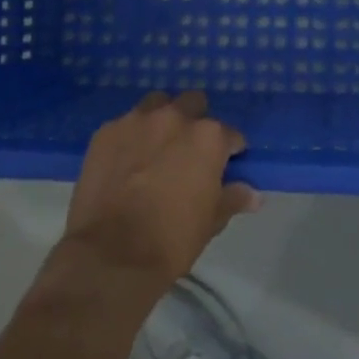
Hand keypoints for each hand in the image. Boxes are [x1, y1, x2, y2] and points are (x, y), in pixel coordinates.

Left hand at [62, 91, 258, 294]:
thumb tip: (253, 195)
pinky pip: (125, 124)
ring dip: (162, 120)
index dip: (229, 151)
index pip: (230, 134)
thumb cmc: (172, 239)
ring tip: (156, 148)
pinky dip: (131, 137)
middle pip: (193, 104)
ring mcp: (137, 121)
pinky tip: (126, 161)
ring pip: (157, 104)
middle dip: (195, 121)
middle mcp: (174, 118)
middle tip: (188, 152)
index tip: (224, 167)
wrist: (111, 255)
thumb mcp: (211, 221)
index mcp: (208, 137)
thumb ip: (233, 198)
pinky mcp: (106, 132)